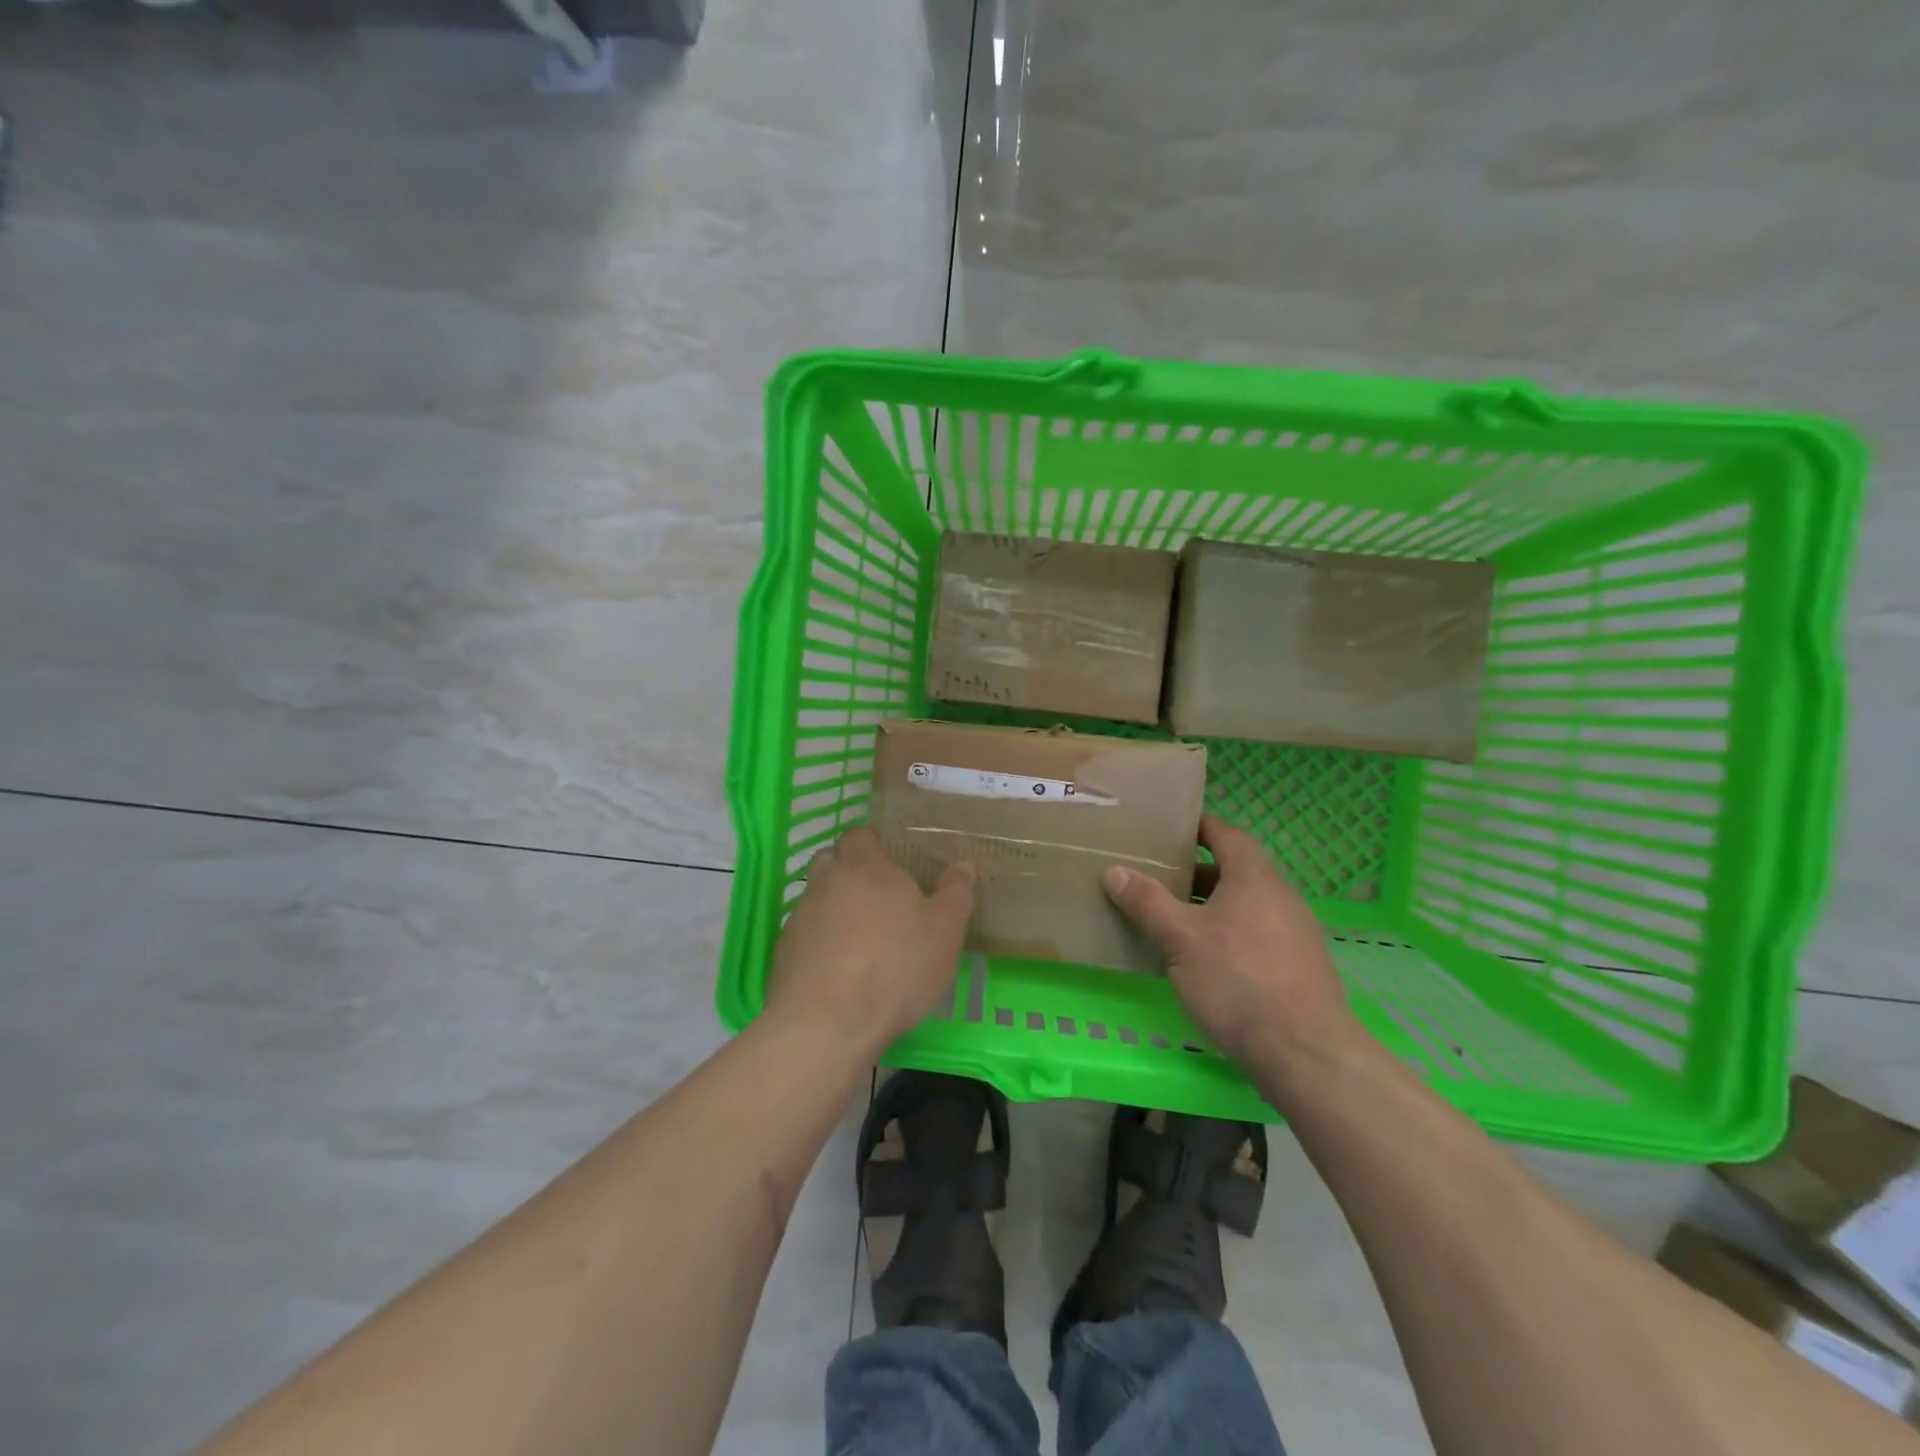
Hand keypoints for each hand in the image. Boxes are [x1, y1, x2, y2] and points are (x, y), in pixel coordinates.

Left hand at [764, 825, 976, 1055]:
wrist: (826, 1023)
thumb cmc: (895, 967)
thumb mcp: (944, 933)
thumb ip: (956, 895)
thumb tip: (964, 866)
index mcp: (865, 867)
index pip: (860, 835)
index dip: (874, 845)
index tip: (893, 864)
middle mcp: (827, 882)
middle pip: (832, 862)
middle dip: (850, 873)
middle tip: (879, 900)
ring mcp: (800, 917)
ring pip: (817, 899)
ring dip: (835, 910)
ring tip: (861, 941)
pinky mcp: (783, 952)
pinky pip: (805, 936)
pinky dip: (820, 944)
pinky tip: (840, 972)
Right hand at [1103, 814, 1359, 1068]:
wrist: (1304, 1053)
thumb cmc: (1237, 981)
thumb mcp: (1180, 939)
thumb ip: (1147, 902)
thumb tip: (1115, 871)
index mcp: (1254, 878)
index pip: (1226, 834)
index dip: (1198, 827)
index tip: (1168, 828)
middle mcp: (1280, 897)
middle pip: (1234, 871)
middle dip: (1196, 873)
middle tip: (1157, 877)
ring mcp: (1295, 934)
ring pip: (1245, 906)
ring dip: (1210, 907)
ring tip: (1171, 920)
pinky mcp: (1299, 969)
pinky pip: (1256, 935)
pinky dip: (1228, 935)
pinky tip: (1203, 962)